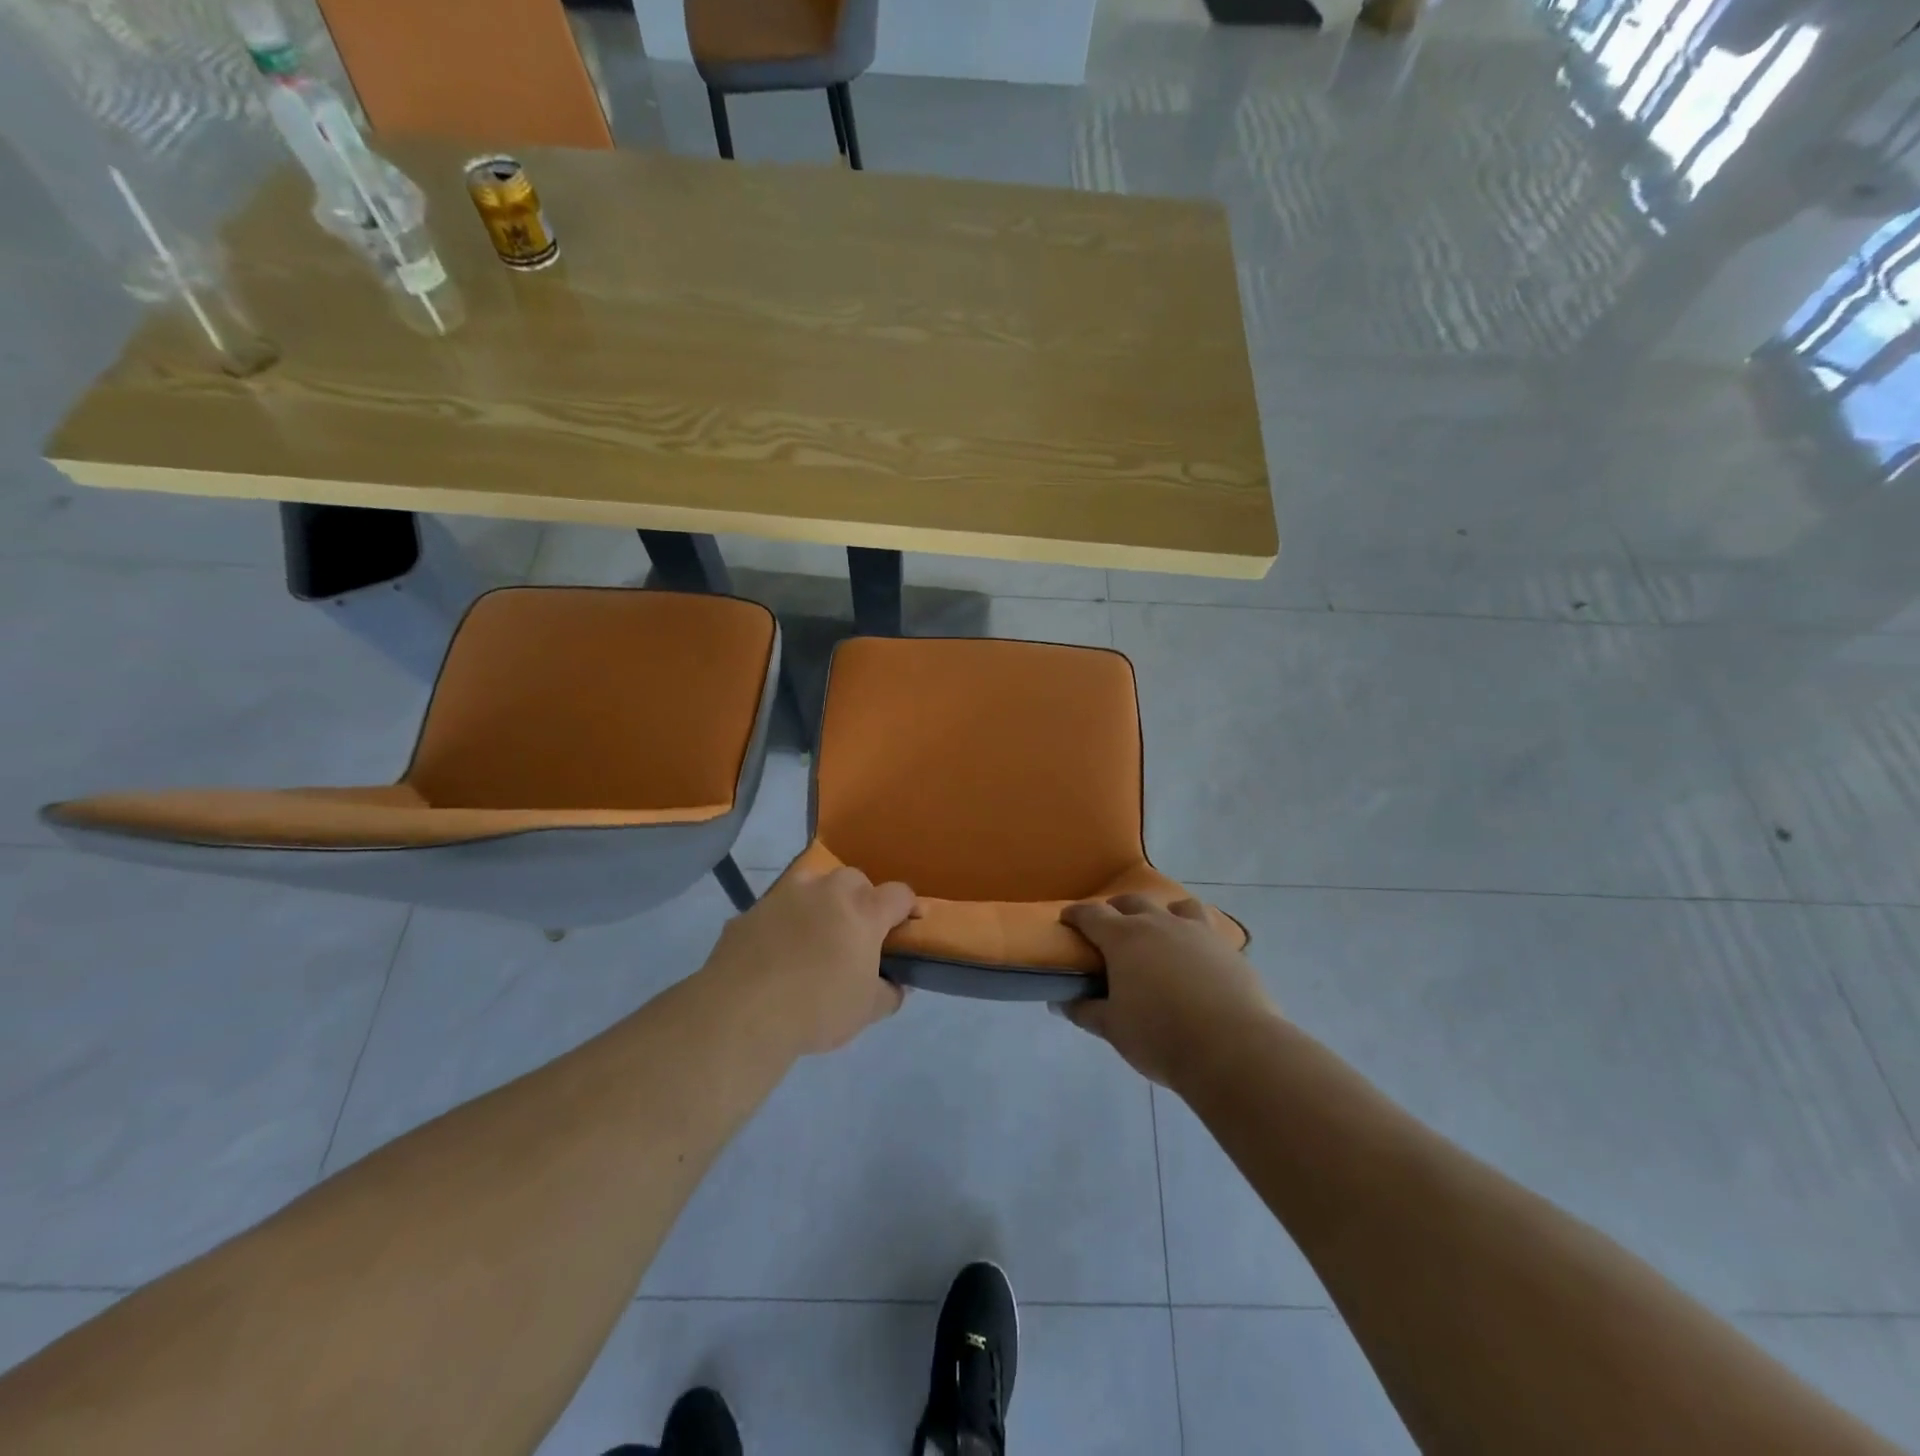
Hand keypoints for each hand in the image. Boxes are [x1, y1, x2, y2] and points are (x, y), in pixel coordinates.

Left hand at [699, 862, 915, 1057]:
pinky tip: (776, 952)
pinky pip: (776, 909)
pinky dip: (783, 922)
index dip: (908, 907)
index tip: (909, 923)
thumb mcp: (867, 1011)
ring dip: (820, 901)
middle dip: (862, 898)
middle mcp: (827, 892)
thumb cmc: (817, 1009)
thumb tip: (895, 985)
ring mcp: (785, 896)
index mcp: (863, 912)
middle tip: (857, 931)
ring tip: (815, 934)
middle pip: (855, 879)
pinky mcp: (751, 911)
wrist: (742, 1013)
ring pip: (812, 884)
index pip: (899, 894)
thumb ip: (889, 993)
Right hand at [1059, 895, 1276, 1087]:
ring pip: (1177, 905)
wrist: (1233, 1048)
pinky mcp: (1228, 948)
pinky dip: (1195, 934)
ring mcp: (1197, 932)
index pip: (1092, 915)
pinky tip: (1197, 956)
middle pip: (1132, 902)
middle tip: (1111, 930)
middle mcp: (1159, 924)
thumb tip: (1063, 1002)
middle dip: (1117, 910)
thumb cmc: (1161, 1036)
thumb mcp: (1114, 1028)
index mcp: (1124, 938)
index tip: (1067, 918)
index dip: (1076, 914)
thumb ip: (1086, 1011)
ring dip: (1163, 913)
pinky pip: (1208, 928)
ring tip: (1161, 932)